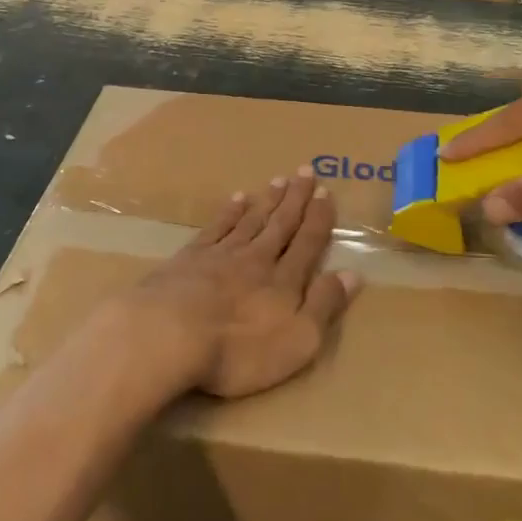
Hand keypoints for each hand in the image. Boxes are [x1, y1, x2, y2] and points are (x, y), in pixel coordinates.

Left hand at [120, 171, 360, 399]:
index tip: (326, 192)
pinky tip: (236, 200)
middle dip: (295, 199)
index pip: (307, 242)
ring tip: (277, 180)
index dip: (318, 218)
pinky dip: (229, 213)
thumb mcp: (298, 340)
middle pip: (280, 224)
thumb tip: (353, 274)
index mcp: (284, 280)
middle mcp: (256, 259)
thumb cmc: (239, 349)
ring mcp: (220, 255)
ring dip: (266, 201)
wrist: (168, 334)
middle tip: (305, 171)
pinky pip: (216, 228)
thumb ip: (324, 305)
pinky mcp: (189, 259)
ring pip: (250, 220)